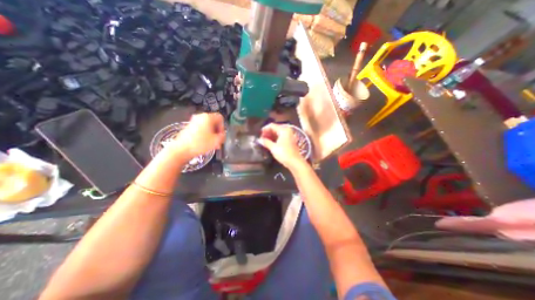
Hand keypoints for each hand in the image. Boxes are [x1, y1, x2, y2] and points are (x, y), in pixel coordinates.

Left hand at [168, 113, 224, 159]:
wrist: (181, 149)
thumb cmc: (200, 143)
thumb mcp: (217, 141)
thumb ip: (223, 136)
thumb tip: (222, 135)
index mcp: (208, 117)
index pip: (220, 118)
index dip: (223, 127)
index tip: (221, 136)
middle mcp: (200, 116)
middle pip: (214, 122)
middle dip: (217, 132)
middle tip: (218, 141)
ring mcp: (194, 121)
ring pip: (207, 126)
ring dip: (212, 134)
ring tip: (212, 144)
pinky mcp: (189, 127)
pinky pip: (201, 129)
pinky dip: (205, 135)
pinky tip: (205, 144)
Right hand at [258, 123, 304, 169]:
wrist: (295, 162)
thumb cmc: (284, 154)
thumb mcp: (273, 148)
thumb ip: (266, 142)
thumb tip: (259, 140)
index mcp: (283, 130)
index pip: (272, 125)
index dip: (264, 129)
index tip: (259, 135)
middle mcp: (287, 131)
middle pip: (275, 128)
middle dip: (267, 133)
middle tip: (261, 139)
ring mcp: (289, 136)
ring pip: (277, 133)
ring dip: (271, 136)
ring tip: (264, 141)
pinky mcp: (289, 141)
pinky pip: (280, 137)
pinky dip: (275, 139)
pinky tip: (270, 143)